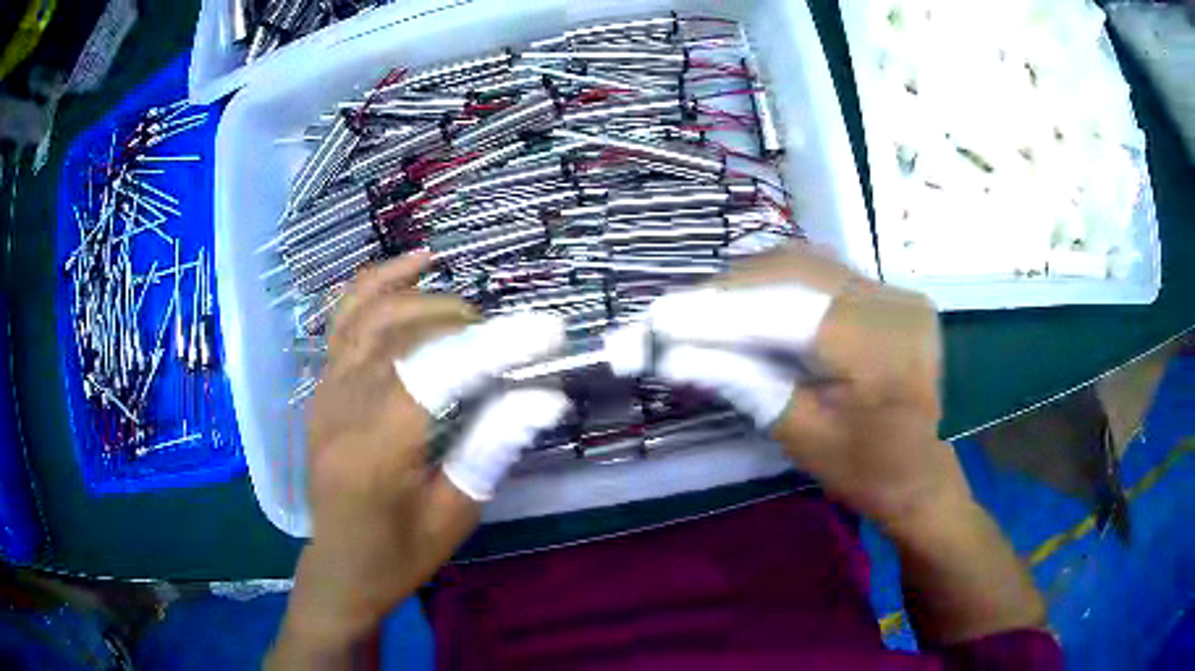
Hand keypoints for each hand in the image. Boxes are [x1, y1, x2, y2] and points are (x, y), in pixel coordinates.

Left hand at [273, 253, 568, 664]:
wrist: (340, 566)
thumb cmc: (400, 554)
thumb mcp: (456, 514)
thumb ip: (492, 447)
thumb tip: (542, 394)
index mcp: (376, 453)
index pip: (435, 375)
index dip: (494, 345)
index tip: (547, 330)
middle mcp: (341, 409)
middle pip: (402, 335)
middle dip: (466, 325)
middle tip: (512, 341)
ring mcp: (324, 391)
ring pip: (370, 315)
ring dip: (427, 300)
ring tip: (471, 311)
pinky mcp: (321, 386)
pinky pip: (344, 319)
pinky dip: (379, 283)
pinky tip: (415, 264)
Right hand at [644, 243, 969, 528]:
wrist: (922, 472)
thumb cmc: (866, 471)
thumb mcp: (801, 435)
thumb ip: (744, 383)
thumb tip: (676, 354)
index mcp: (880, 351)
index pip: (785, 312)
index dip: (718, 311)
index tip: (659, 316)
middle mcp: (893, 304)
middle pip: (794, 275)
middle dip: (728, 291)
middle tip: (673, 311)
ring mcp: (896, 292)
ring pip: (806, 265)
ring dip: (749, 282)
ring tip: (702, 306)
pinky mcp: (891, 292)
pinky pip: (823, 274)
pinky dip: (778, 283)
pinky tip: (747, 300)